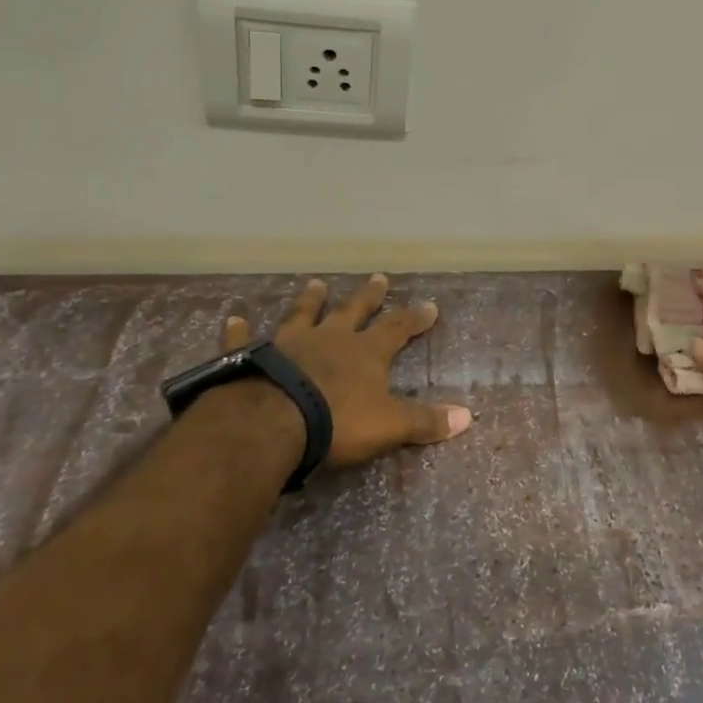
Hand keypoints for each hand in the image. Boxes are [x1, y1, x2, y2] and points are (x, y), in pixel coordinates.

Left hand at [220, 275, 471, 467]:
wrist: (272, 423)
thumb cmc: (336, 422)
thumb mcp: (389, 425)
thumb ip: (425, 421)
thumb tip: (468, 418)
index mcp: (365, 353)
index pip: (398, 328)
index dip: (415, 317)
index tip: (430, 304)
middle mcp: (330, 339)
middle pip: (354, 311)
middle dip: (369, 296)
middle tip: (379, 277)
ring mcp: (289, 343)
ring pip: (304, 314)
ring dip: (311, 300)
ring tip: (317, 282)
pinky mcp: (251, 356)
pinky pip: (245, 339)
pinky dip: (239, 329)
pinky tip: (234, 316)